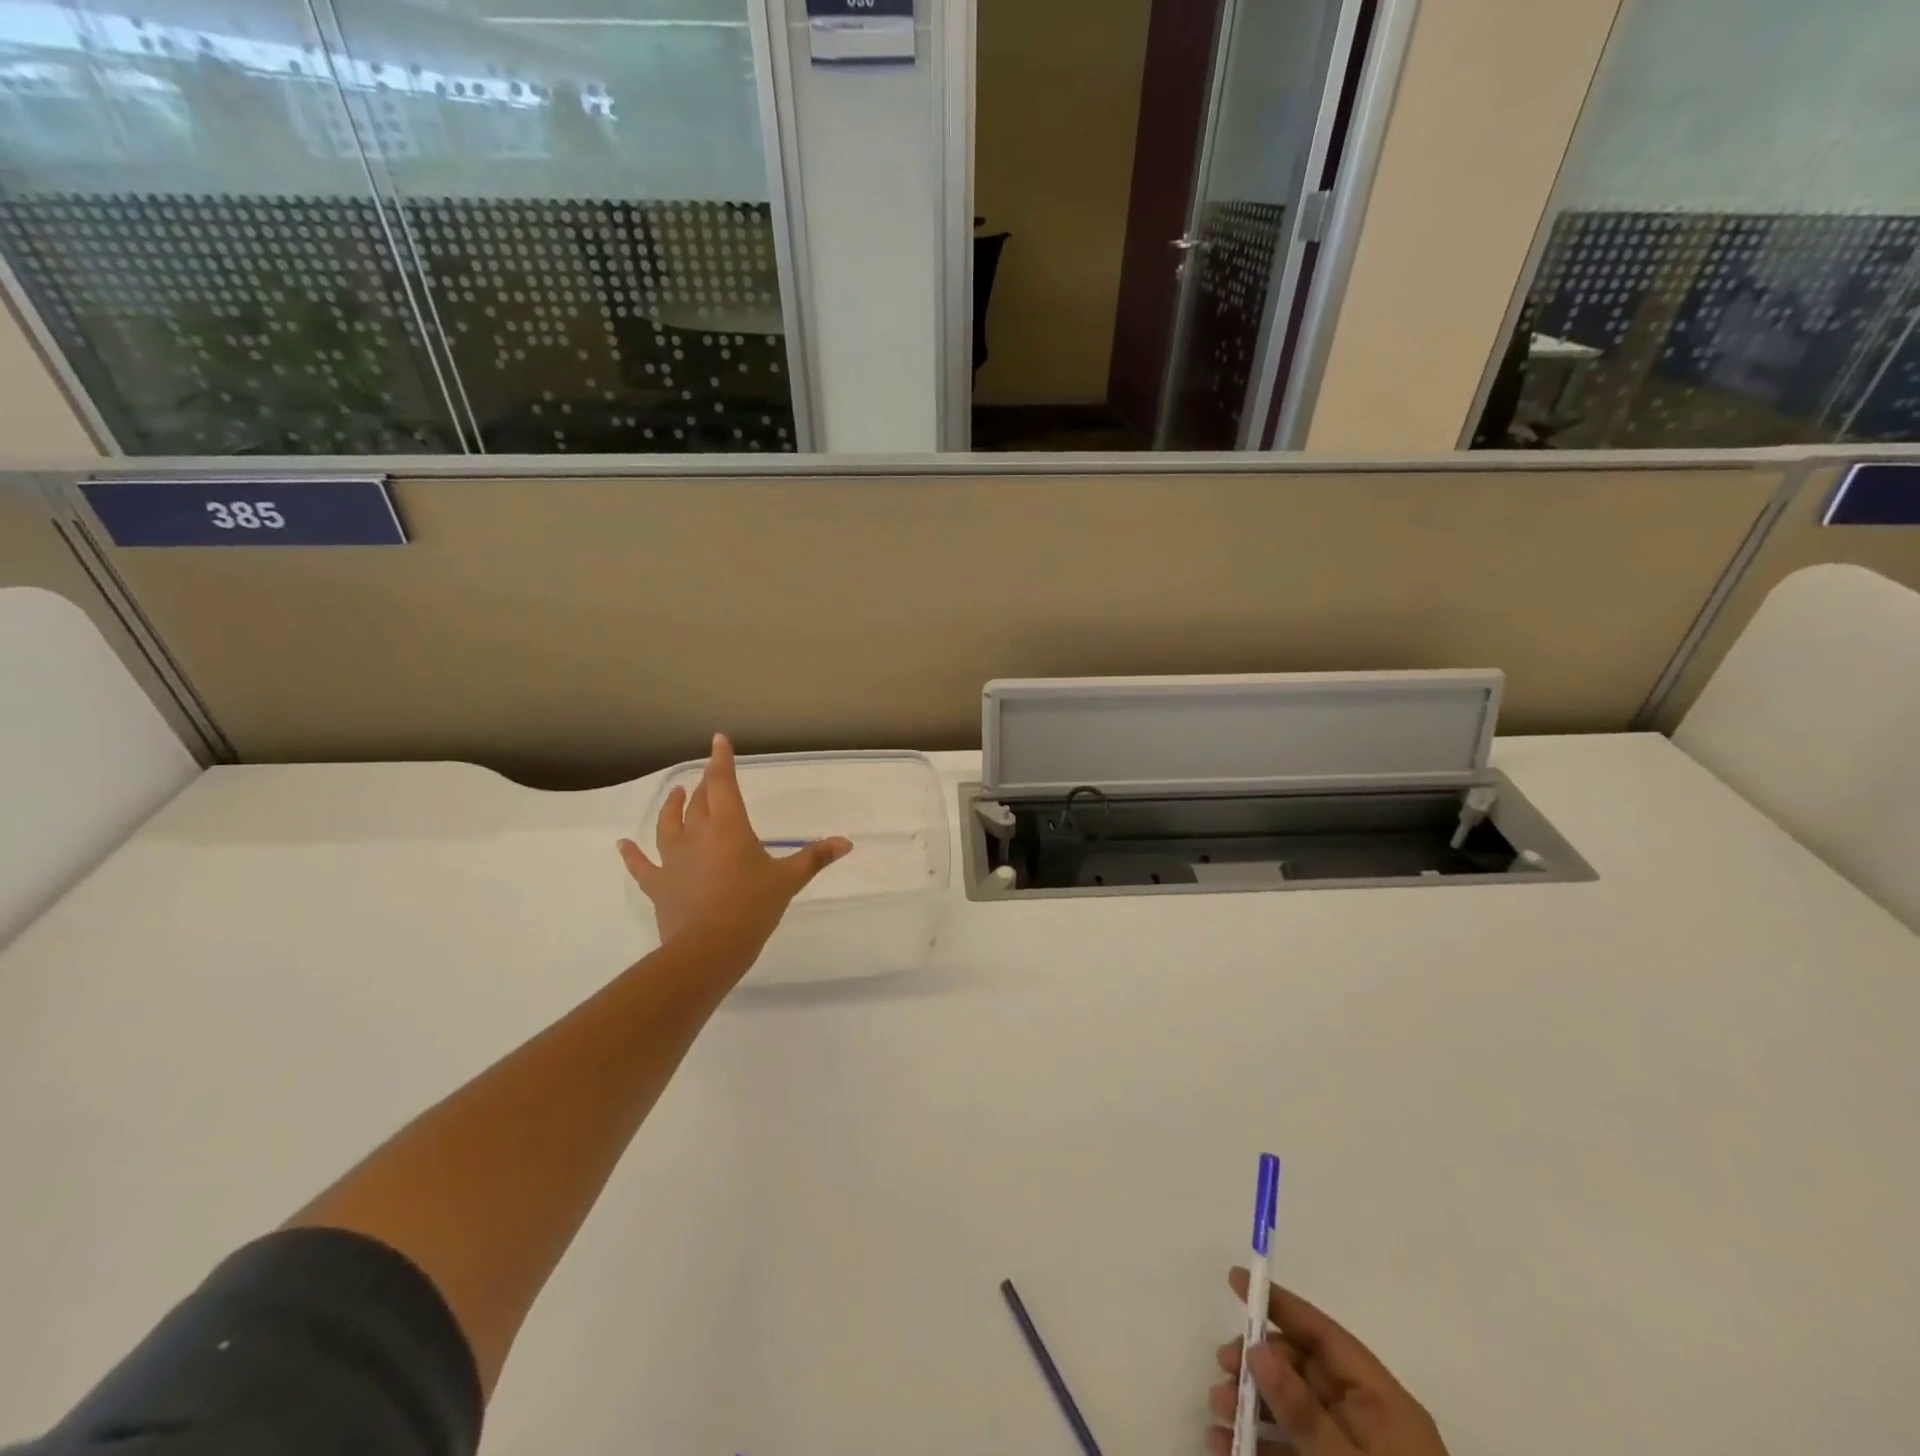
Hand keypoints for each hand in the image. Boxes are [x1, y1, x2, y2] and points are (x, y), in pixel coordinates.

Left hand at [618, 734, 851, 955]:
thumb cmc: (752, 907)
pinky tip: (622, 844)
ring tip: (676, 793)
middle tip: (710, 775)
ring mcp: (673, 859)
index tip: (718, 740)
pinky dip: (631, 855)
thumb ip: (815, 858)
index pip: (723, 784)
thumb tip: (846, 842)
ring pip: (669, 824)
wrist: (708, 949)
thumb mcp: (788, 880)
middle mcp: (697, 834)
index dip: (721, 761)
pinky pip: (641, 865)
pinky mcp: (659, 884)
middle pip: (699, 801)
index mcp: (729, 827)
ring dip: (672, 806)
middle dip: (706, 784)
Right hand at [1208, 1267, 1448, 1455]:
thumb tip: (1257, 1349)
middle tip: (1221, 1369)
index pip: (1325, 1336)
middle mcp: (1369, 1423)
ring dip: (1252, 1409)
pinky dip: (1261, 1448)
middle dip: (1257, 1366)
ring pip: (1293, 1415)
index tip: (1237, 1280)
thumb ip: (1303, 1411)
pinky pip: (1294, 1454)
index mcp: (1383, 1403)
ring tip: (1217, 1416)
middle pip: (1304, 1372)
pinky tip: (1226, 1450)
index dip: (1281, 1305)